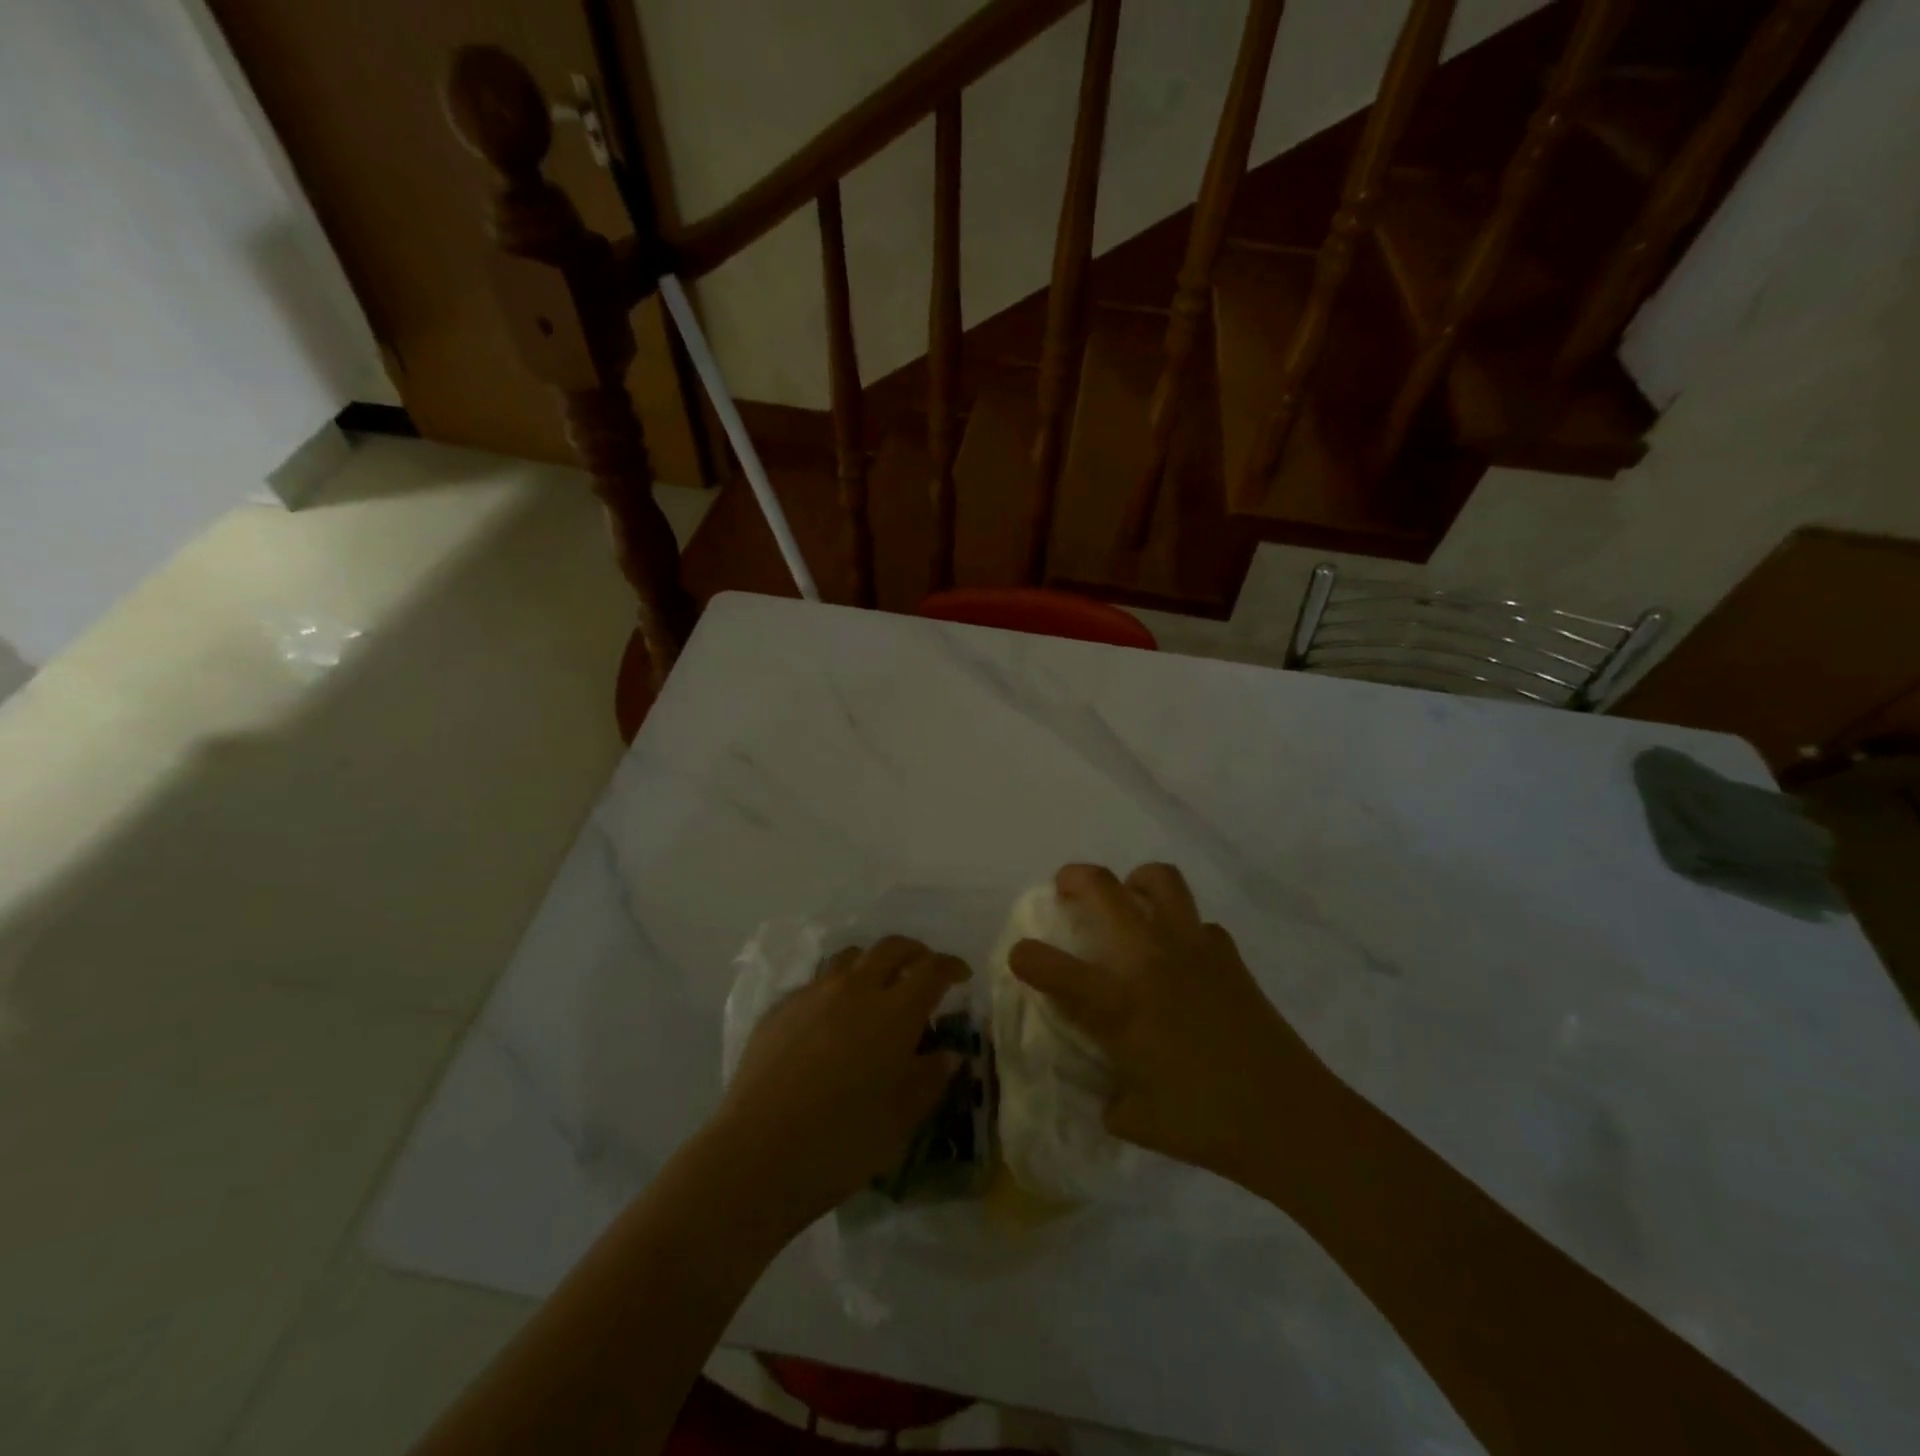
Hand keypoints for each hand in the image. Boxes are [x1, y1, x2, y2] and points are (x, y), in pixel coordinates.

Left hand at [710, 936, 967, 1229]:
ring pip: (850, 957)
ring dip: (873, 963)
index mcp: (894, 1012)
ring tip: (877, 988)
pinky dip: (836, 988)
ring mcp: (813, 994)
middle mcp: (855, 989)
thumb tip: (948, 1055)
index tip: (961, 977)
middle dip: (914, 953)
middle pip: (890, 948)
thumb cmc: (842, 1142)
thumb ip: (929, 1079)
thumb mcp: (901, 1119)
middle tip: (924, 972)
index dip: (950, 967)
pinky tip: (832, 1021)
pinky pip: (817, 983)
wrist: (758, 1155)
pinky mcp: (780, 1008)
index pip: (931, 970)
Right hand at [1009, 864, 1322, 1185]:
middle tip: (1067, 889)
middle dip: (1073, 878)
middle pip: (1102, 887)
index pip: (1050, 966)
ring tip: (1128, 901)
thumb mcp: (1133, 1119)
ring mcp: (1192, 948)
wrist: (1288, 1118)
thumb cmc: (1204, 1124)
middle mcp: (1148, 961)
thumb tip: (1105, 1083)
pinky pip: (1197, 920)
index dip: (1025, 957)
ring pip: (1158, 879)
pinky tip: (1181, 957)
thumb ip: (1107, 1093)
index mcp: (1117, 1003)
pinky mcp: (1228, 953)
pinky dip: (1181, 926)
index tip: (1021, 958)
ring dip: (1134, 881)